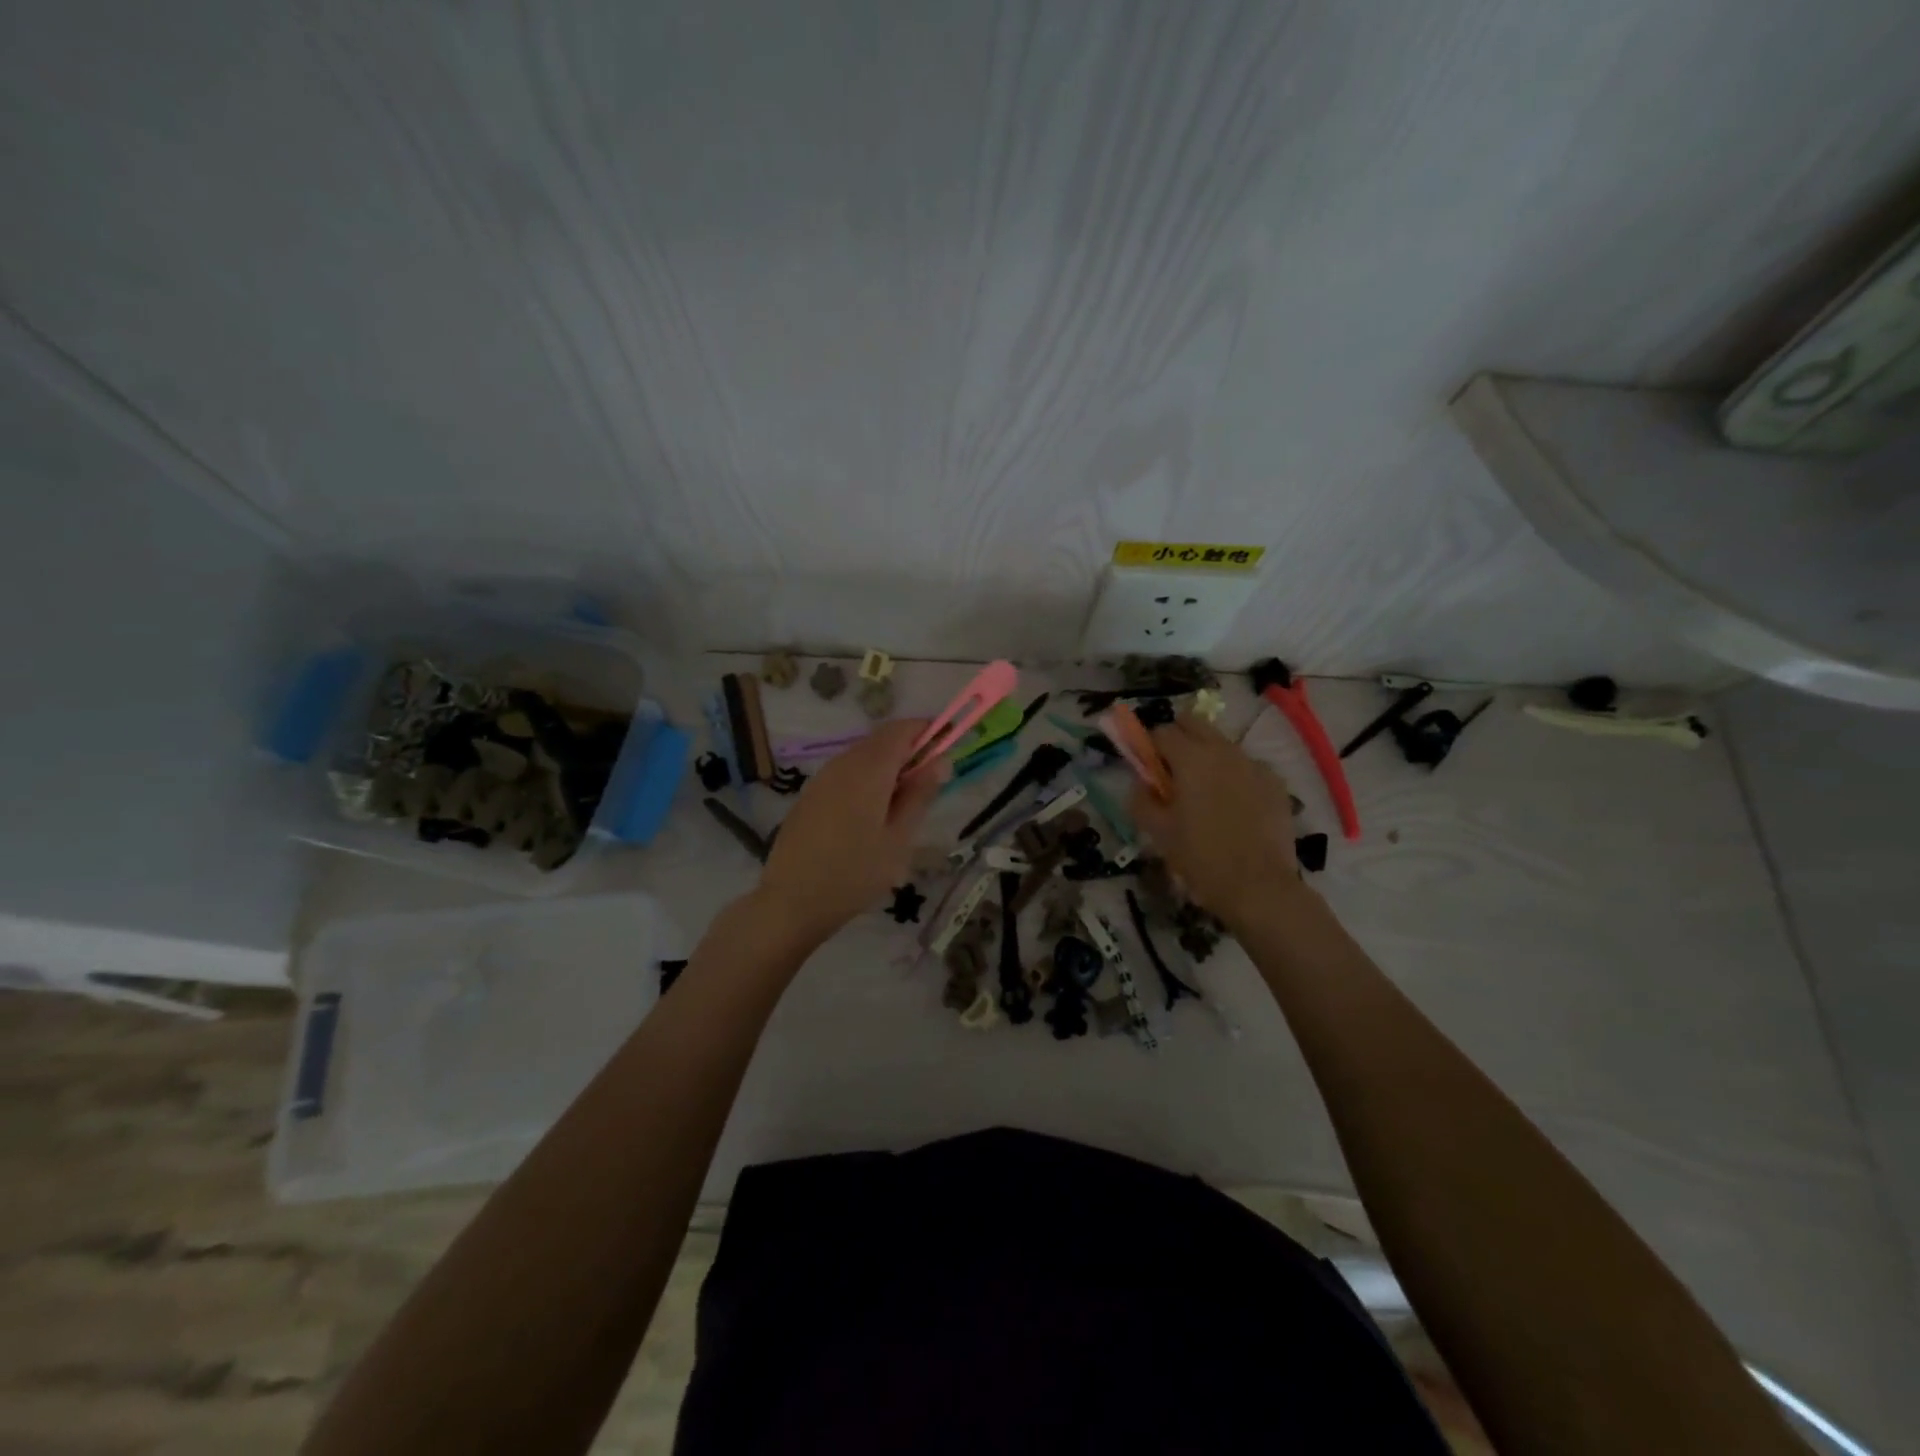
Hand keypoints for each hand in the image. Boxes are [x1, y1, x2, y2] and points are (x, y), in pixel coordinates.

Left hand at [755, 718, 942, 943]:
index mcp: (868, 770)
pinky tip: (872, 814)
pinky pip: (846, 772)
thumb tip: (941, 761)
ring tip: (903, 804)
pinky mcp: (810, 794)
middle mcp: (843, 763)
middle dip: (910, 749)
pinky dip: (867, 778)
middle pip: (882, 739)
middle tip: (930, 783)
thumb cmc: (854, 874)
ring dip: (888, 765)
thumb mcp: (899, 839)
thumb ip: (920, 795)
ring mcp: (822, 778)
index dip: (928, 730)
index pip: (901, 729)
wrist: (791, 901)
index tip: (949, 746)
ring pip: (863, 755)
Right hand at [1127, 714, 1298, 926]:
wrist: (1259, 887)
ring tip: (1203, 793)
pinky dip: (1234, 776)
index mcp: (1190, 758)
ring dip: (1206, 756)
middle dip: (1178, 738)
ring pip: (1222, 744)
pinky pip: (1246, 766)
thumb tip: (1140, 783)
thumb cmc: (1200, 858)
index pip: (1161, 732)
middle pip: (1194, 723)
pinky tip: (1233, 807)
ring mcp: (1253, 764)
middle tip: (1171, 772)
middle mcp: (1223, 751)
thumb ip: (1140, 799)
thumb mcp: (1157, 832)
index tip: (1146, 769)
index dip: (1149, 747)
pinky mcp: (1275, 782)